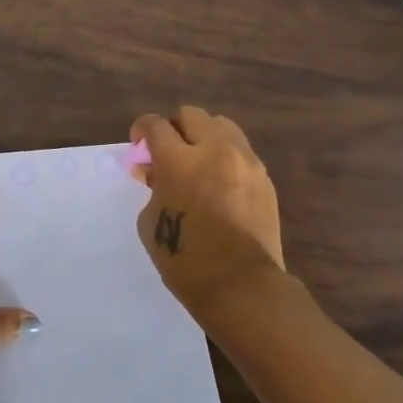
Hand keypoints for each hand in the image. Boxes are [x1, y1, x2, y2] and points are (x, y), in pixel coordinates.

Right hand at [130, 107, 287, 325]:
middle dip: (174, 127)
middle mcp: (215, 150)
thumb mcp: (151, 220)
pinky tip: (218, 181)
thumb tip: (153, 170)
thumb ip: (152, 186)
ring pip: (222, 126)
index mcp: (179, 160)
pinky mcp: (264, 178)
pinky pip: (241, 151)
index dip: (142, 128)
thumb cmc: (184, 258)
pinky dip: (225, 156)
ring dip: (203, 136)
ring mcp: (245, 162)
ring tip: (196, 161)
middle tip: (167, 150)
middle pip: (192, 115)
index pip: (156, 125)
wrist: (240, 286)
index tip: (138, 141)